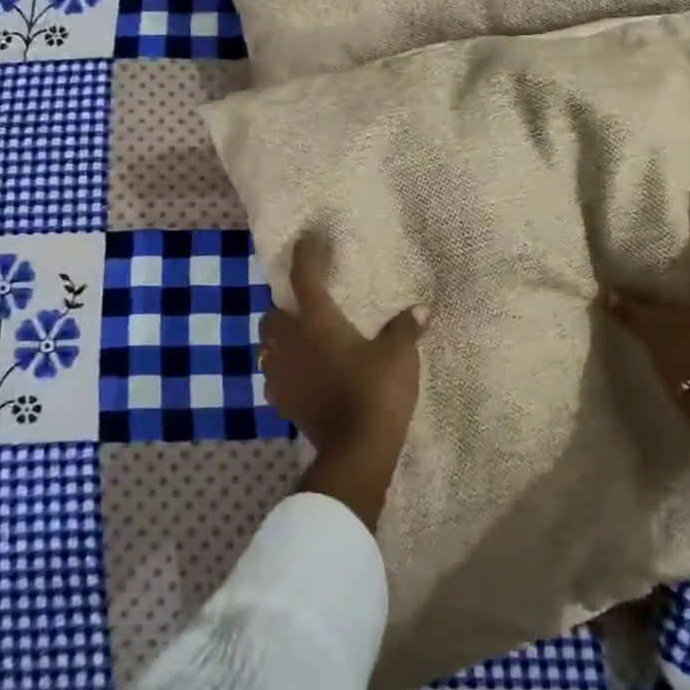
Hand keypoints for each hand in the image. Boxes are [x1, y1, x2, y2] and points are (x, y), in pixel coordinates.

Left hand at [261, 234, 425, 530]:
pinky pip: (274, 375)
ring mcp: (282, 374)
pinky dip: (283, 368)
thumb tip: (420, 308)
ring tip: (302, 340)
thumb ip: (405, 328)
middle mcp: (291, 342)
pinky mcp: (283, 402)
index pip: (304, 278)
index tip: (306, 239)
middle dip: (285, 306)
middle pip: (273, 315)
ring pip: (268, 345)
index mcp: (317, 321)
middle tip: (306, 306)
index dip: (305, 255)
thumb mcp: (399, 355)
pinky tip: (301, 374)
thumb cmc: (376, 391)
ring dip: (280, 338)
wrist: (356, 450)